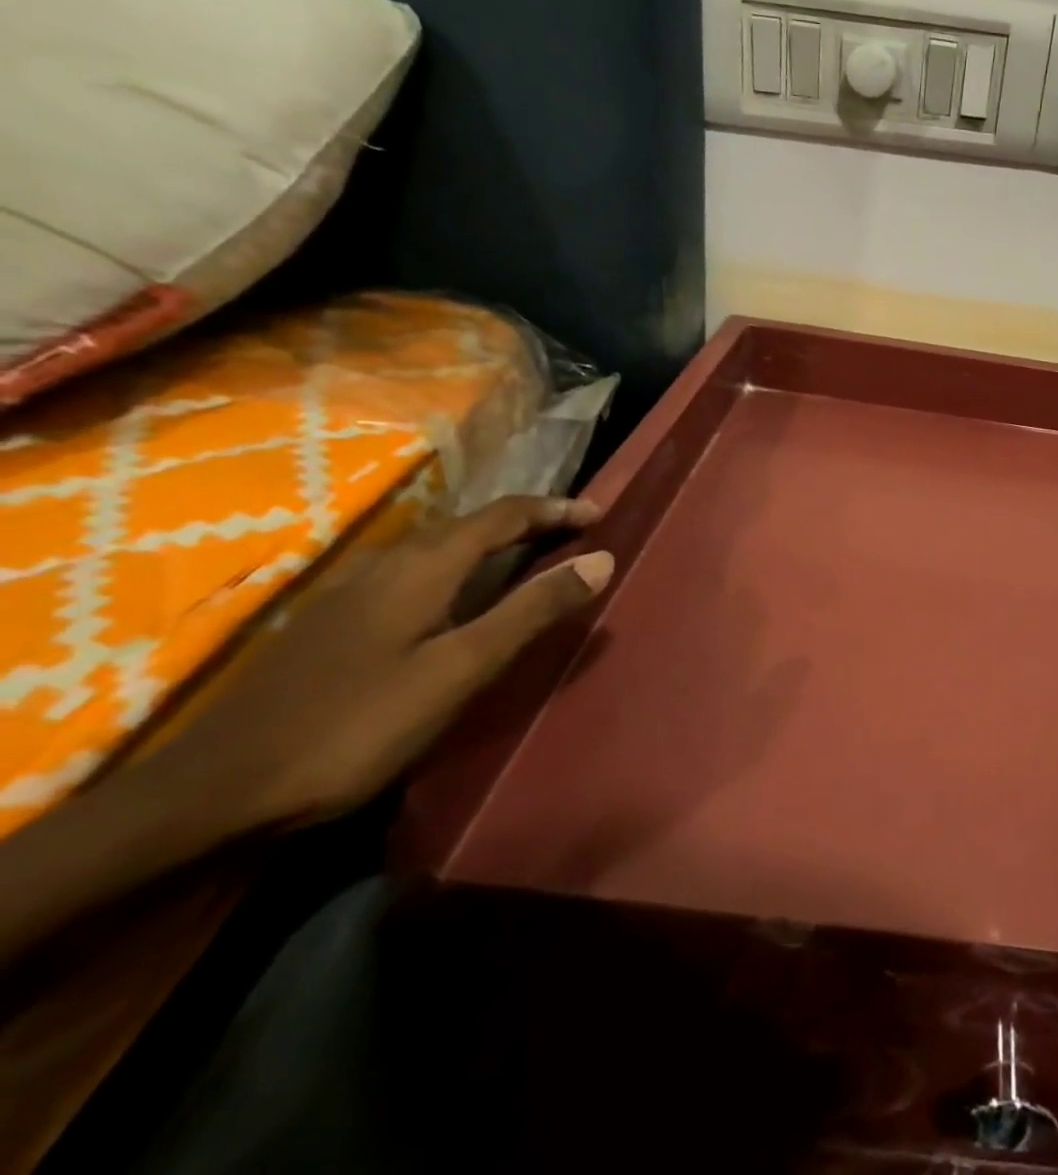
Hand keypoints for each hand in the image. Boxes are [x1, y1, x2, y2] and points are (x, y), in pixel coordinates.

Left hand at [137, 495, 614, 830]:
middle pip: (468, 523)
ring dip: (489, 540)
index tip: (599, 513)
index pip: (502, 515)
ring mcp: (353, 592)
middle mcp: (388, 564)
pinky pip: (413, 570)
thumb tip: (602, 559)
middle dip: (525, 520)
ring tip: (526, 556)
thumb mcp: (461, 669)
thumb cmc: (357, 724)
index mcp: (423, 567)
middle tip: (572, 533)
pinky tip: (454, 597)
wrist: (216, 788)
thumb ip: (531, 611)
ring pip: (436, 545)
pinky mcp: (334, 621)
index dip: (554, 509)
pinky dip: (455, 565)